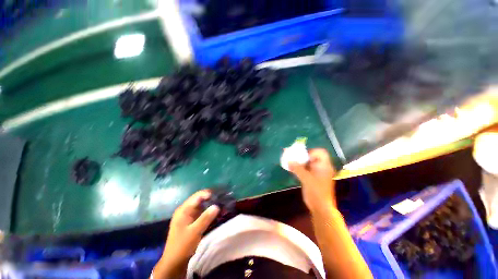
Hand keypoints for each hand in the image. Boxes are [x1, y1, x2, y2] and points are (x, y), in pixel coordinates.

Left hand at [154, 190, 219, 278]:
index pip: (198, 196)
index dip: (208, 194)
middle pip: (200, 199)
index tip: (219, 197)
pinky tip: (216, 214)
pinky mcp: (192, 221)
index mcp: (184, 209)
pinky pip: (202, 212)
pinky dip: (209, 212)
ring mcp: (188, 215)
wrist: (174, 262)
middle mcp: (186, 209)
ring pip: (202, 206)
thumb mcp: (195, 232)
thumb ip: (205, 218)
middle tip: (222, 201)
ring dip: (211, 205)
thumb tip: (217, 206)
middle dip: (211, 199)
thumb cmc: (182, 246)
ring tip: (222, 206)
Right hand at [289, 148, 335, 212]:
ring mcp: (318, 173)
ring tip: (291, 163)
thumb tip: (288, 161)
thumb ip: (297, 169)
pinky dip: (300, 167)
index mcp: (324, 166)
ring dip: (300, 162)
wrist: (320, 207)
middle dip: (303, 156)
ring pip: (309, 163)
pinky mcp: (313, 177)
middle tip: (294, 157)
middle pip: (313, 156)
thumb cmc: (316, 192)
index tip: (303, 157)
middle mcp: (322, 167)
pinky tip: (293, 169)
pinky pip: (306, 169)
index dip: (312, 152)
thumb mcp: (306, 179)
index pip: (321, 152)